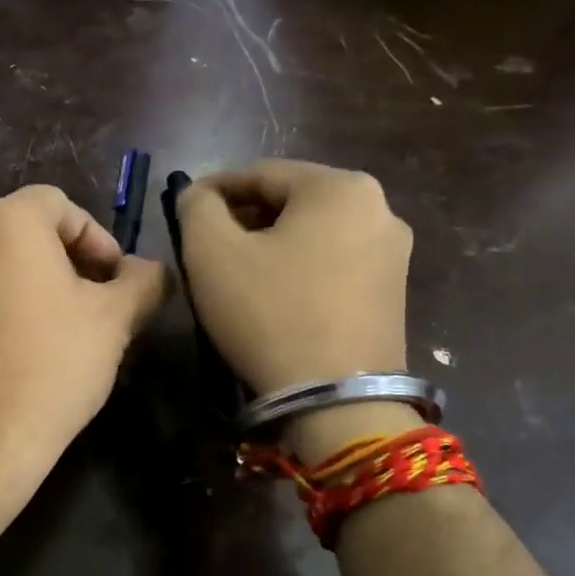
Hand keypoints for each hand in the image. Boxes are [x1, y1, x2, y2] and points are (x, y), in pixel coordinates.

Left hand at [0, 185, 167, 575]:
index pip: (61, 205)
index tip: (117, 279)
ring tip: (75, 328)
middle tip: (102, 302)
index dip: (98, 236)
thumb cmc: (53, 364)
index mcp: (7, 221)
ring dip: (46, 283)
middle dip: (74, 260)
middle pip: (32, 230)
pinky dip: (14, 302)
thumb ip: (144, 280)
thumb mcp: (115, 318)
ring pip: (7, 262)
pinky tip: (36, 347)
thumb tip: (153, 269)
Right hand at [178, 157, 412, 394]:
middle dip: (243, 217)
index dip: (213, 188)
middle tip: (203, 243)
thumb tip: (199, 196)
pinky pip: (333, 262)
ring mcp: (393, 253)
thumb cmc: (269, 314)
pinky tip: (272, 294)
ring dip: (269, 243)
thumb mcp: (211, 252)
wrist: (337, 402)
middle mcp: (379, 208)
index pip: (261, 172)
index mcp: (340, 187)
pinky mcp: (392, 292)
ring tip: (233, 271)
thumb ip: (196, 208)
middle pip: (291, 200)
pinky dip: (297, 267)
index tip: (182, 209)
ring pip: (313, 233)